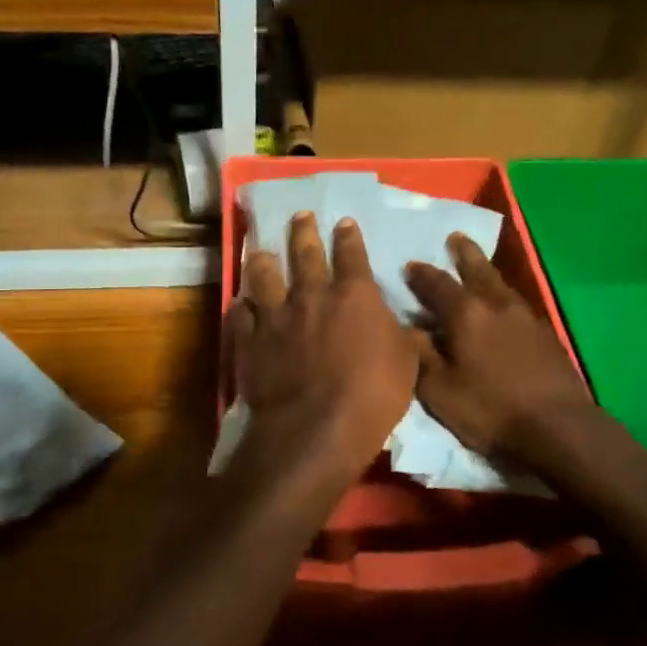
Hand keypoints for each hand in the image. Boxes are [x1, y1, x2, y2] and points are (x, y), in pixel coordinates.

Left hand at [228, 211, 418, 479]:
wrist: (315, 429)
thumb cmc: (372, 395)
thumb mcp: (407, 363)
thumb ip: (401, 335)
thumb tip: (405, 323)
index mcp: (354, 295)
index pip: (352, 255)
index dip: (349, 237)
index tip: (344, 222)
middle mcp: (312, 296)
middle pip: (304, 254)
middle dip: (303, 232)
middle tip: (300, 216)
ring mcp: (276, 317)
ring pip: (264, 277)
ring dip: (263, 261)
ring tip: (260, 250)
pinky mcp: (250, 342)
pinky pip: (241, 316)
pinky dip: (241, 307)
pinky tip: (240, 303)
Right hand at [404, 235, 595, 468]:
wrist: (558, 426)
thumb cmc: (490, 409)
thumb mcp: (440, 390)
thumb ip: (421, 355)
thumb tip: (407, 328)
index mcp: (466, 314)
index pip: (437, 284)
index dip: (421, 275)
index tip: (410, 266)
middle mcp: (496, 305)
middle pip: (477, 270)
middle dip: (463, 253)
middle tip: (455, 237)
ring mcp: (525, 317)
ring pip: (500, 284)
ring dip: (485, 270)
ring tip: (477, 265)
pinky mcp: (545, 334)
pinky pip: (517, 303)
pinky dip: (503, 296)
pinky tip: (503, 305)